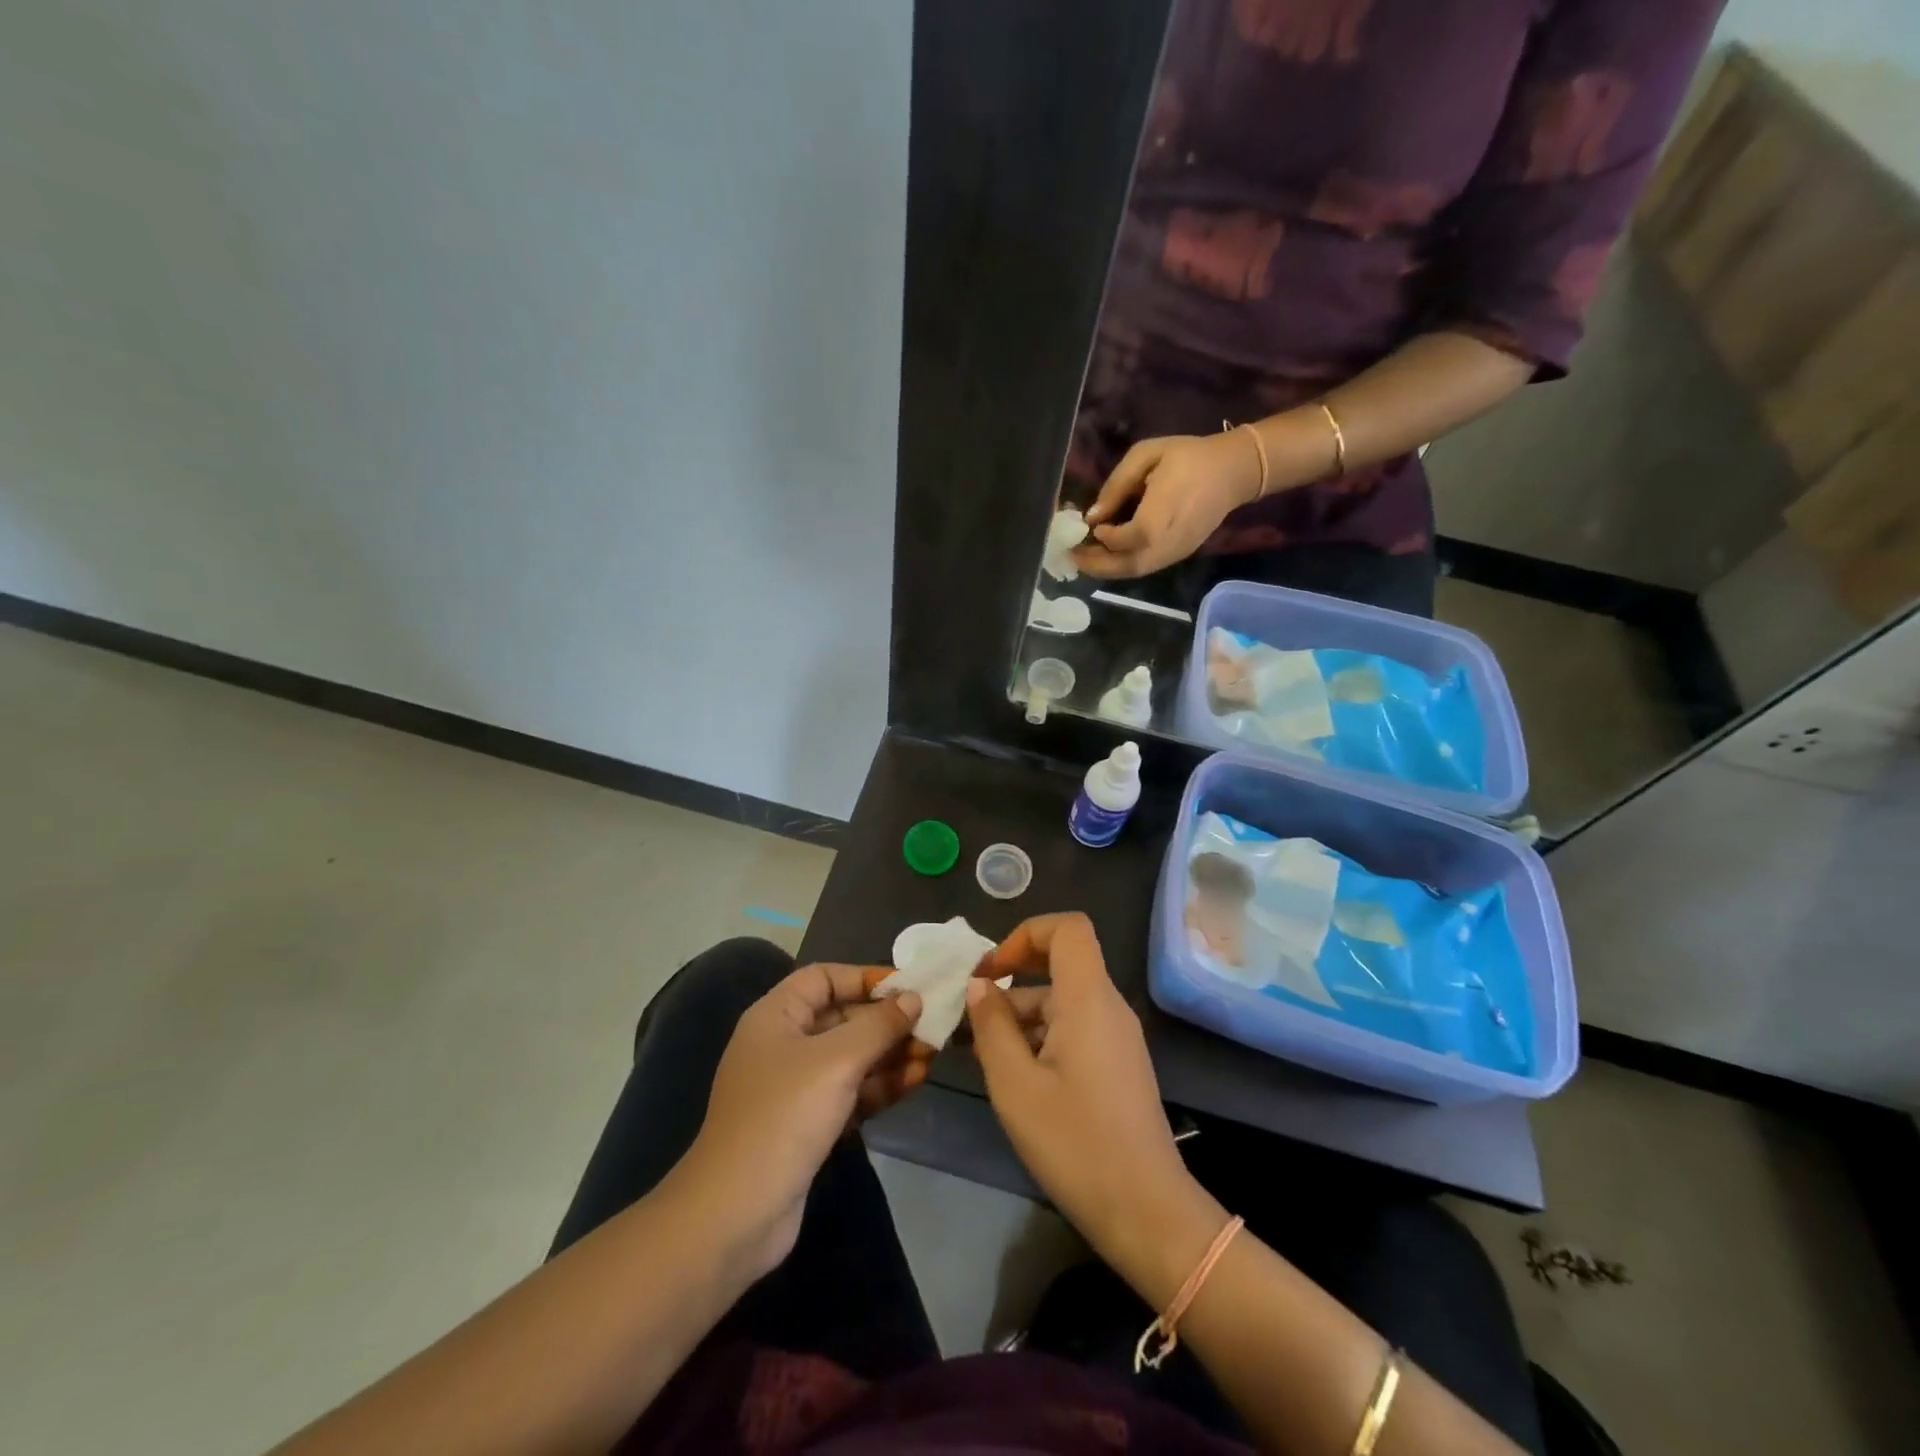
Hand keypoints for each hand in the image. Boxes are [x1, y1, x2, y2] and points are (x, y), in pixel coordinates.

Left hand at [681, 966, 926, 1278]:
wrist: (735, 1214)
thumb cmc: (784, 1117)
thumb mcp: (837, 1061)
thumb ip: (878, 1025)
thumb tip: (912, 998)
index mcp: (776, 1016)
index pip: (824, 978)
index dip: (865, 978)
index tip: (908, 987)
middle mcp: (784, 1044)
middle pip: (843, 1017)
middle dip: (887, 1021)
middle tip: (932, 1026)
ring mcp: (795, 1087)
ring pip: (851, 1057)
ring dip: (891, 1055)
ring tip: (933, 1055)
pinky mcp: (808, 1124)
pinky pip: (851, 1091)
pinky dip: (880, 1086)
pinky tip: (915, 1083)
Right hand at [965, 914, 1209, 1266]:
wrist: (1146, 1212)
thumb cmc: (1075, 1143)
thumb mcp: (1015, 1085)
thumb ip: (992, 1026)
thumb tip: (980, 986)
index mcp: (1089, 999)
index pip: (1067, 928)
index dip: (1025, 934)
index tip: (991, 972)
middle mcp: (1108, 1007)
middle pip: (1059, 966)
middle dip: (1011, 982)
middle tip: (969, 1016)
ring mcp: (1116, 1037)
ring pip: (1062, 1001)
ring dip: (1020, 1016)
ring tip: (978, 1053)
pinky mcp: (1117, 1064)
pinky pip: (1074, 1028)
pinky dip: (1040, 1037)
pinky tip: (1012, 1075)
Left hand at [1072, 432, 1260, 578]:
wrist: (1234, 470)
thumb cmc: (1188, 457)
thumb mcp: (1147, 455)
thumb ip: (1117, 485)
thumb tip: (1092, 514)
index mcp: (1160, 516)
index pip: (1125, 539)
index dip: (1105, 538)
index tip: (1090, 527)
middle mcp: (1168, 542)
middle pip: (1128, 566)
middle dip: (1097, 565)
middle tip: (1073, 557)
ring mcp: (1176, 552)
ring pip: (1137, 571)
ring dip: (1109, 569)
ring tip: (1086, 559)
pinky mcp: (1180, 554)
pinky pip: (1148, 567)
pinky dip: (1125, 566)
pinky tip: (1110, 556)